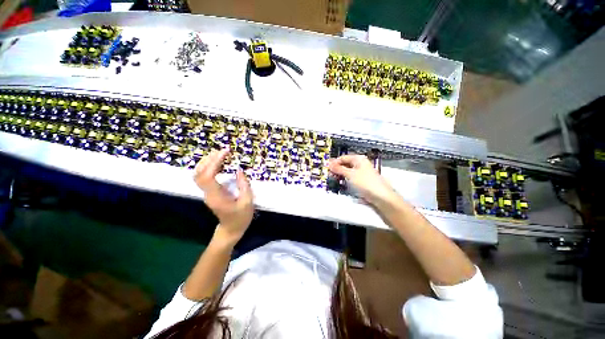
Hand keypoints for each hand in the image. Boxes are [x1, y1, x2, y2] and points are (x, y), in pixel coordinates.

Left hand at [194, 149, 253, 244]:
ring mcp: (207, 193)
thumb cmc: (240, 217)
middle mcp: (208, 193)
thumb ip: (244, 185)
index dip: (214, 162)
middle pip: (199, 173)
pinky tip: (217, 162)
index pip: (208, 175)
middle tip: (223, 150)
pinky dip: (209, 167)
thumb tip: (239, 170)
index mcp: (217, 196)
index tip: (226, 152)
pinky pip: (204, 177)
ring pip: (199, 174)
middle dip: (209, 159)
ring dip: (207, 162)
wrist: (231, 229)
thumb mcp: (247, 202)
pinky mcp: (210, 192)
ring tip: (220, 154)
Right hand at [328, 154, 398, 207]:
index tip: (326, 167)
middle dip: (337, 168)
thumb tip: (329, 164)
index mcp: (358, 159)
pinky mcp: (362, 180)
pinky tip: (341, 182)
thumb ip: (339, 169)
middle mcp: (360, 164)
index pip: (343, 157)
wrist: (380, 196)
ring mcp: (361, 172)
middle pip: (345, 164)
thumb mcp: (350, 174)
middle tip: (329, 174)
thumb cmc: (365, 182)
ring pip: (347, 171)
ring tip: (333, 178)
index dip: (334, 162)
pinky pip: (351, 177)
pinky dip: (345, 178)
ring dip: (340, 174)